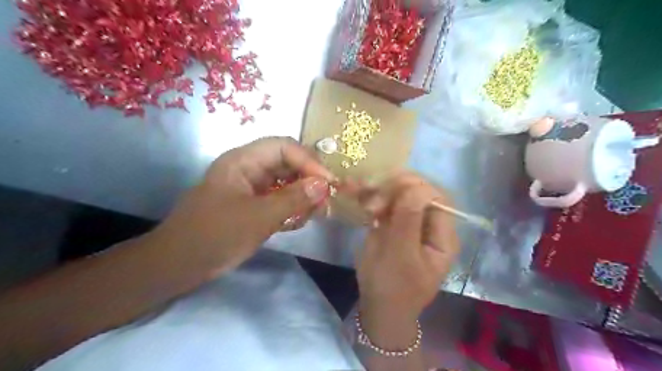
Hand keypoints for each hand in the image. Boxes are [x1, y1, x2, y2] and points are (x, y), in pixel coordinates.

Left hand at [151, 137, 333, 276]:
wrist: (179, 266)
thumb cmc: (214, 236)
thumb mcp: (258, 217)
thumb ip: (293, 199)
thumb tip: (324, 184)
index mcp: (243, 161)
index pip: (284, 147)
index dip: (309, 161)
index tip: (328, 182)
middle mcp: (249, 169)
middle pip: (288, 163)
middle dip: (309, 180)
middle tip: (325, 201)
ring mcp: (252, 188)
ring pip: (287, 182)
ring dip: (303, 196)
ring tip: (313, 214)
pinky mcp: (254, 205)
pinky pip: (281, 199)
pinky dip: (293, 208)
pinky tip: (297, 222)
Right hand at [354, 173, 457, 321]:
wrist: (377, 307)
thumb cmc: (392, 286)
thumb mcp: (401, 255)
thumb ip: (409, 219)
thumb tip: (417, 185)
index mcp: (443, 236)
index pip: (438, 197)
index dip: (417, 186)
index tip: (391, 187)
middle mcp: (430, 226)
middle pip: (419, 193)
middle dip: (396, 190)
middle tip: (373, 201)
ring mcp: (412, 224)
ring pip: (401, 196)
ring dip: (383, 193)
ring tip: (366, 204)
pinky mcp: (395, 225)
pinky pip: (388, 205)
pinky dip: (375, 199)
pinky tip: (363, 201)